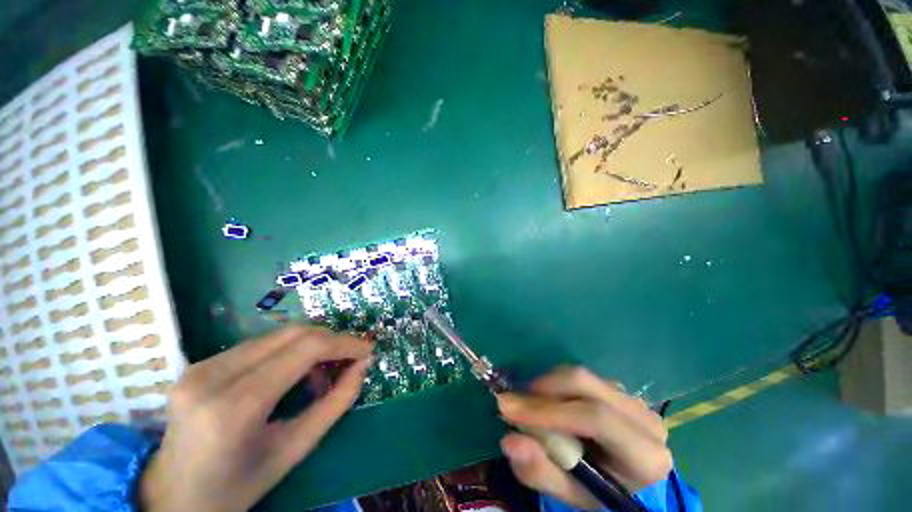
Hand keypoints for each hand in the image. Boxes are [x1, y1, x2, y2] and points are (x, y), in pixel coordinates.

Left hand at [140, 325, 372, 511]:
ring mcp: (200, 366)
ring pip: (277, 335)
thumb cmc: (236, 487)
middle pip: (292, 333)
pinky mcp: (199, 364)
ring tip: (322, 370)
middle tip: (350, 356)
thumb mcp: (294, 450)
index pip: (305, 349)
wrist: (172, 498)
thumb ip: (335, 403)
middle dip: (331, 339)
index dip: (344, 343)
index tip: (367, 349)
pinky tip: (292, 373)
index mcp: (235, 407)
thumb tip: (363, 366)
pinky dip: (288, 351)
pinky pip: (260, 344)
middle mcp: (212, 376)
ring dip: (310, 345)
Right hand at [496, 366, 671, 508]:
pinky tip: (545, 401)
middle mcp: (644, 418)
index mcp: (645, 456)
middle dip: (542, 389)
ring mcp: (632, 399)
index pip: (595, 418)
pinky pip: (580, 377)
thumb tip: (508, 441)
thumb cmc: (599, 495)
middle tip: (512, 401)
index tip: (506, 407)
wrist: (624, 482)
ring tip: (526, 403)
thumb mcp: (570, 495)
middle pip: (584, 383)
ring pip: (579, 375)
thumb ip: (541, 472)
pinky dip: (554, 384)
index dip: (548, 410)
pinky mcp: (618, 389)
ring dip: (546, 385)